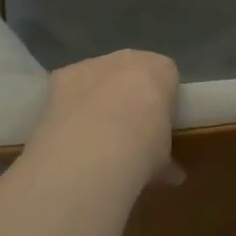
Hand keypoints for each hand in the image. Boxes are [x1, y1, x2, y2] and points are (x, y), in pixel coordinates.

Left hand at [23, 50, 179, 195]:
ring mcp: (92, 64)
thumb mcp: (163, 159)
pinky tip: (66, 133)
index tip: (156, 126)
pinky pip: (69, 89)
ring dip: (96, 99)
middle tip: (126, 131)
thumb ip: (167, 161)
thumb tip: (173, 177)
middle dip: (128, 95)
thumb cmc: (143, 147)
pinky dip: (68, 106)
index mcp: (162, 70)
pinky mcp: (61, 76)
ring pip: (97, 78)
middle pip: (131, 72)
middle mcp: (129, 58)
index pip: (166, 78)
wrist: (95, 148)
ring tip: (92, 137)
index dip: (160, 102)